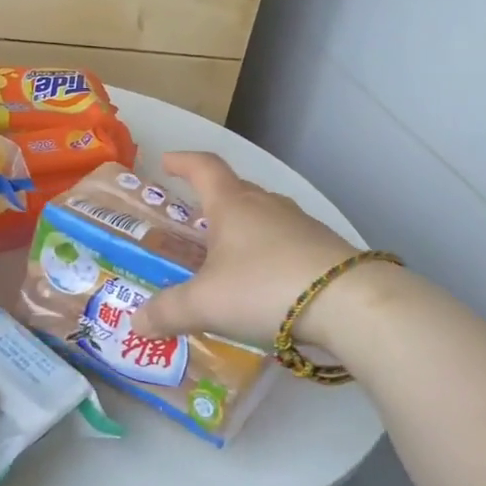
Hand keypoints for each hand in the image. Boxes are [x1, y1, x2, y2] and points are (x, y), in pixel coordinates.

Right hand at [131, 151, 358, 346]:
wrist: (349, 304)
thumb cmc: (264, 287)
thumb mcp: (205, 304)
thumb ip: (168, 312)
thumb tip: (135, 323)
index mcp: (232, 205)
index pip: (204, 167)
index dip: (183, 162)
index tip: (167, 162)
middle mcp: (267, 206)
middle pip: (236, 190)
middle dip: (213, 201)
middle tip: (195, 220)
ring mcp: (301, 225)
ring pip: (264, 216)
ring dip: (245, 228)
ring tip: (229, 255)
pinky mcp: (326, 249)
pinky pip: (287, 242)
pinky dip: (270, 254)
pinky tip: (267, 282)